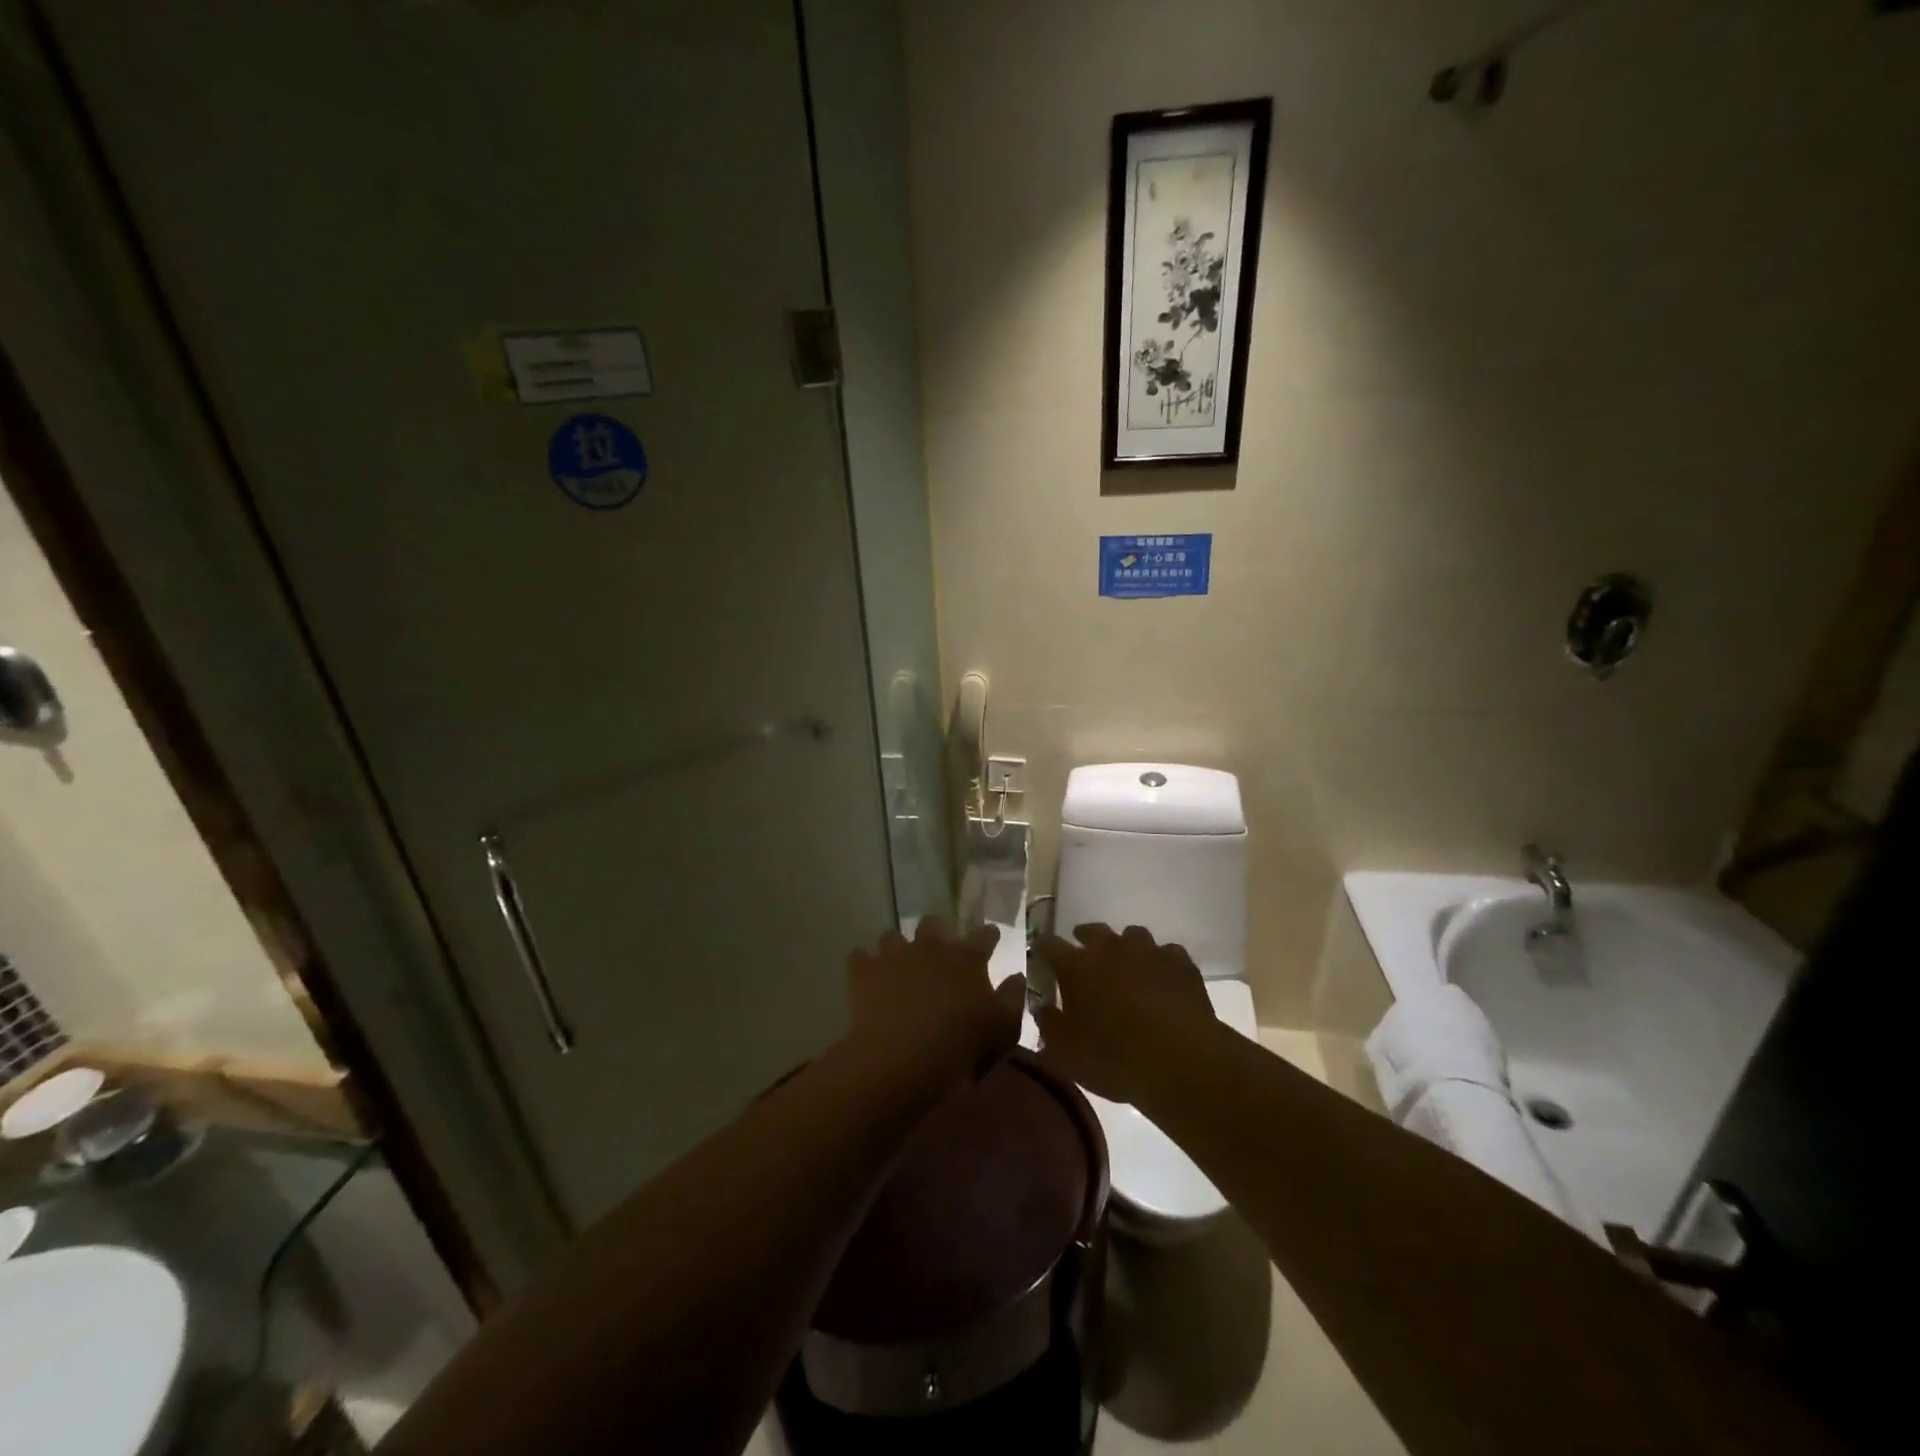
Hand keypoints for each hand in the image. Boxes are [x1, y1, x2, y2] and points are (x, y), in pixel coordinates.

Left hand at [846, 918, 1025, 1086]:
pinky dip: (863, 964)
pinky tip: (866, 976)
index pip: (984, 935)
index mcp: (968, 958)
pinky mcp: (864, 972)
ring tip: (898, 965)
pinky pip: (859, 957)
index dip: (988, 935)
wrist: (903, 1057)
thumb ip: (1012, 998)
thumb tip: (1016, 976)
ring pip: (893, 936)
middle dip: (937, 932)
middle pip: (934, 924)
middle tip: (939, 951)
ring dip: (897, 948)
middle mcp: (931, 947)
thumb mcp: (1003, 1028)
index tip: (991, 938)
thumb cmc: (962, 1044)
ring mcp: (895, 955)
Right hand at [1034, 923, 1216, 1104]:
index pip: (1049, 944)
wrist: (1181, 1060)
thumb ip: (1048, 1026)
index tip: (1042, 959)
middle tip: (1083, 958)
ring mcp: (1149, 951)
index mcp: (1076, 966)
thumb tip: (1042, 1009)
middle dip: (1084, 940)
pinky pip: (1166, 954)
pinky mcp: (1181, 963)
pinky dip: (1159, 963)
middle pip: (1092, 930)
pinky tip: (1161, 981)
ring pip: (1132, 936)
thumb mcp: (1065, 1054)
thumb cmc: (1114, 1058)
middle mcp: (1110, 948)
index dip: (1043, 950)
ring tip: (1125, 968)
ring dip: (1124, 948)